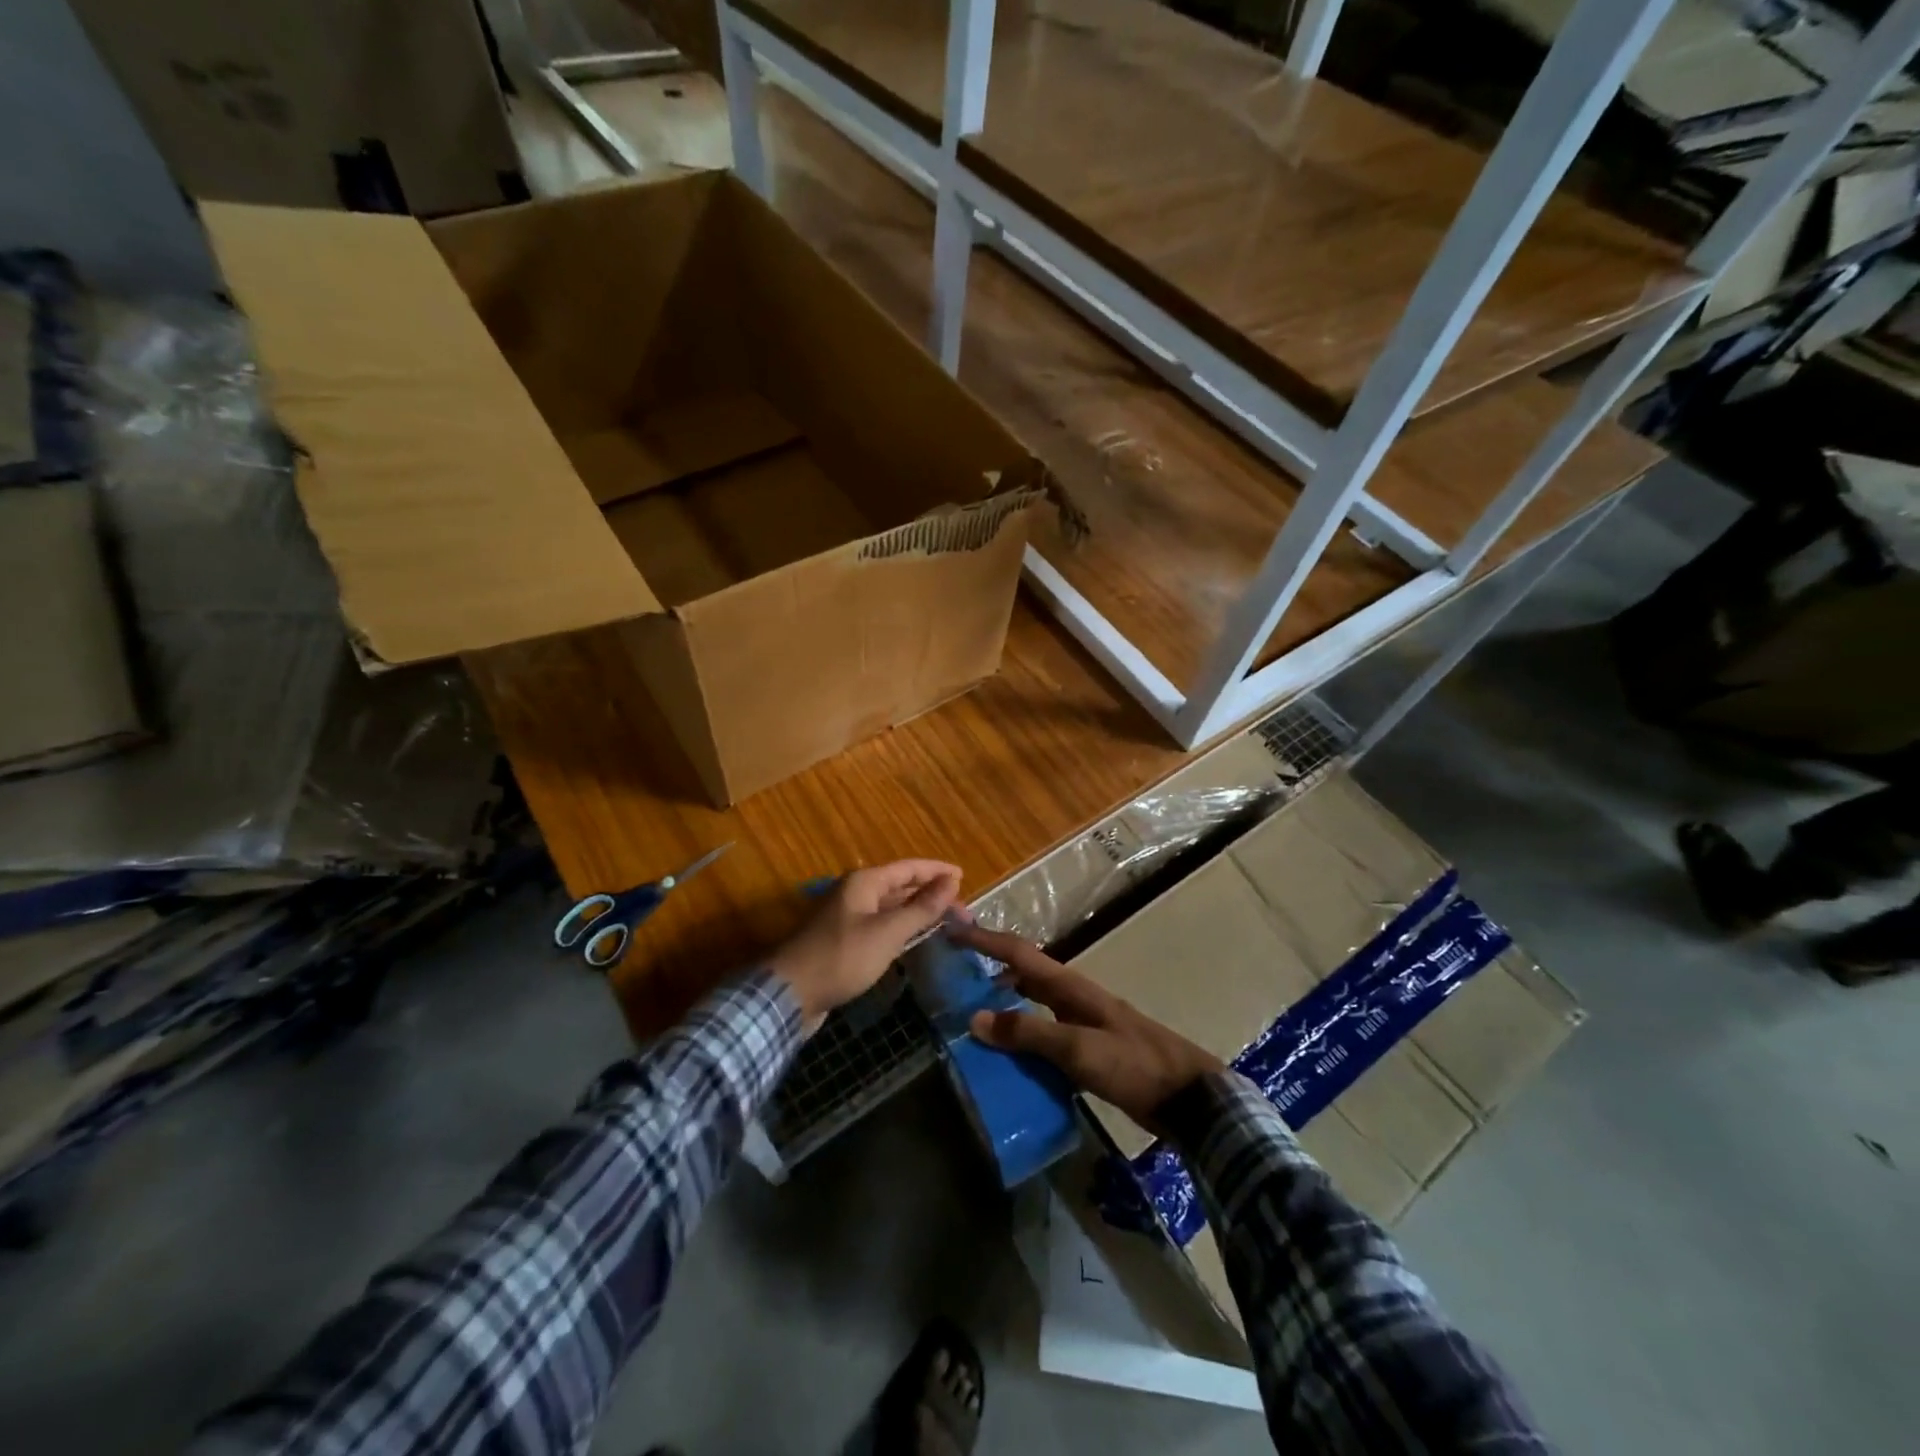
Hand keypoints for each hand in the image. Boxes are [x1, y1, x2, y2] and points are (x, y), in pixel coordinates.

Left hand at [768, 860, 962, 1024]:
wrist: (790, 994)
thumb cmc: (842, 958)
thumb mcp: (888, 933)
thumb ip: (922, 908)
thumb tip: (951, 881)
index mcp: (864, 882)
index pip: (909, 868)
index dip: (937, 871)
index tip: (964, 877)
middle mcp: (855, 893)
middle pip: (900, 886)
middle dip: (930, 895)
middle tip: (961, 910)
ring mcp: (847, 917)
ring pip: (890, 907)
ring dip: (917, 912)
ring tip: (945, 922)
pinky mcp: (843, 941)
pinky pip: (880, 926)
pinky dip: (900, 928)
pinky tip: (914, 941)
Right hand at [950, 925, 1220, 1127]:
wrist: (1188, 1098)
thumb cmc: (1134, 1064)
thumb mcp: (1079, 1049)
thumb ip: (1029, 1033)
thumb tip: (976, 1018)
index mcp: (1070, 987)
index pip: (1019, 953)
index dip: (984, 940)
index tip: (951, 931)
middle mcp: (1072, 998)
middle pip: (1023, 975)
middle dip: (988, 970)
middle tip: (951, 979)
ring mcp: (1081, 1024)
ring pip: (1031, 1007)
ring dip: (1003, 1007)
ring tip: (969, 1020)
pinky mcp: (1087, 1051)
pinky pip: (1042, 1037)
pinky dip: (1020, 1040)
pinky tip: (1005, 1060)